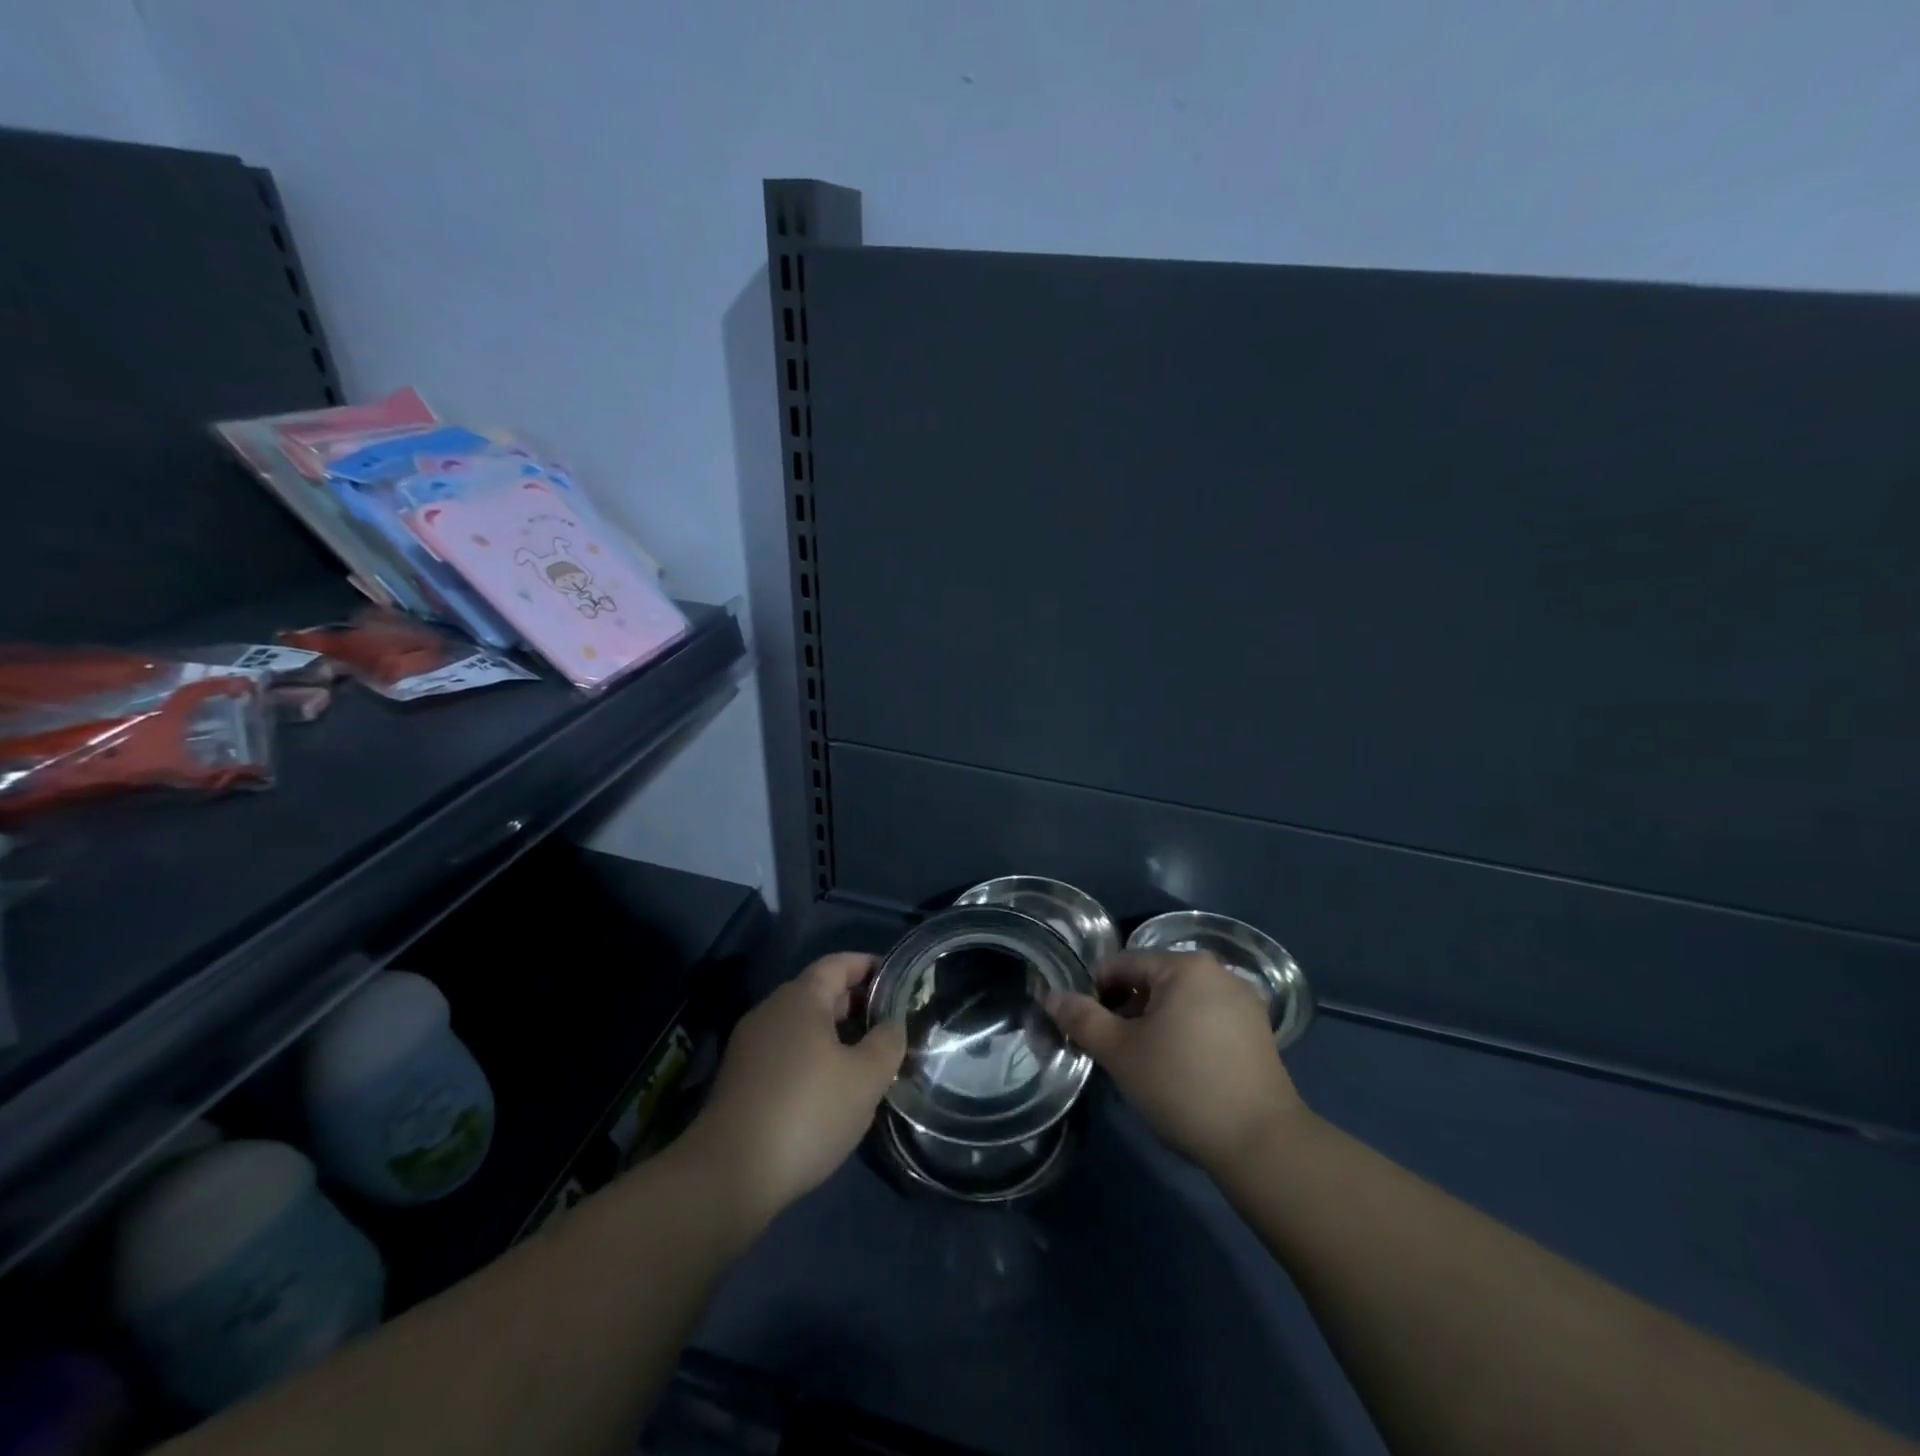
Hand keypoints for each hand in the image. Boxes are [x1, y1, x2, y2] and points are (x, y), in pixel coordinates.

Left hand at [683, 953, 905, 1229]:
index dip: (869, 966)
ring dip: (835, 1036)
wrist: (727, 1176)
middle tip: (890, 1025)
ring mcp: (750, 1046)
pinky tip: (831, 1091)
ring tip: (867, 1060)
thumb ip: (887, 1043)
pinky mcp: (740, 1080)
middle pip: (819, 993)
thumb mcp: (865, 1078)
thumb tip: (892, 1024)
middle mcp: (771, 1011)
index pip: (839, 963)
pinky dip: (812, 1059)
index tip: (897, 980)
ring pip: (802, 1027)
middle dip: (856, 1004)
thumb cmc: (806, 1112)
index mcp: (800, 998)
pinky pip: (785, 1053)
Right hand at [1048, 950, 1304, 1174]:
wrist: (1261, 1144)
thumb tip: (1051, 995)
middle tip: (1110, 1049)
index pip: (1122, 965)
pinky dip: (1183, 1034)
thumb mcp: (1120, 1052)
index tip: (1083, 1027)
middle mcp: (1218, 972)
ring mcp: (1243, 1002)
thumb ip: (1082, 1018)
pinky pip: (1205, 1019)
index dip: (1094, 992)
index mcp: (1185, 966)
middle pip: (1152, 981)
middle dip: (1125, 1009)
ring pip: (1179, 1002)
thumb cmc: (1182, 1086)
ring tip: (1141, 1063)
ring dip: (1153, 1023)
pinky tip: (1177, 1070)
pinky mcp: (1258, 1032)